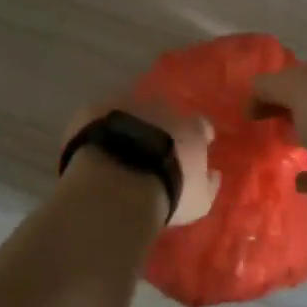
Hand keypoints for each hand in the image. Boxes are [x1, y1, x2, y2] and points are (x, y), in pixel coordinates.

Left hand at [62, 96, 218, 225]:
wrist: (118, 182)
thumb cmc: (166, 192)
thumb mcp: (199, 201)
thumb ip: (209, 184)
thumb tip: (214, 174)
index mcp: (190, 128)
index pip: (201, 126)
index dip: (199, 135)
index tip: (195, 147)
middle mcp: (161, 107)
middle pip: (165, 114)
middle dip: (161, 127)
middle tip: (152, 150)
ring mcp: (125, 104)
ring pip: (130, 110)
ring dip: (128, 124)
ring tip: (119, 148)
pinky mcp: (93, 110)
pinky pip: (98, 116)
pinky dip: (98, 127)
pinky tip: (93, 146)